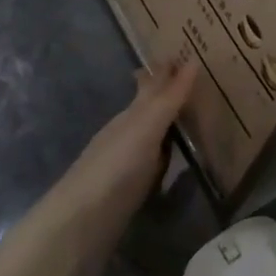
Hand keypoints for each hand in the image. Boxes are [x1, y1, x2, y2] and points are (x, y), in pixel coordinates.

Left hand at [50, 55, 197, 235]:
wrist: (81, 224)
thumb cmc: (116, 166)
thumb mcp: (147, 126)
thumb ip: (170, 97)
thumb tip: (194, 59)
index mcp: (131, 114)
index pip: (151, 84)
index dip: (166, 69)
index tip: (184, 52)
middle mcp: (128, 132)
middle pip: (149, 107)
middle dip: (166, 93)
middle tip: (193, 80)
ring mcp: (127, 162)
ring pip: (152, 134)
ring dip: (168, 123)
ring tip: (191, 114)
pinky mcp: (130, 191)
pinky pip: (154, 162)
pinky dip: (166, 154)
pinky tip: (174, 160)